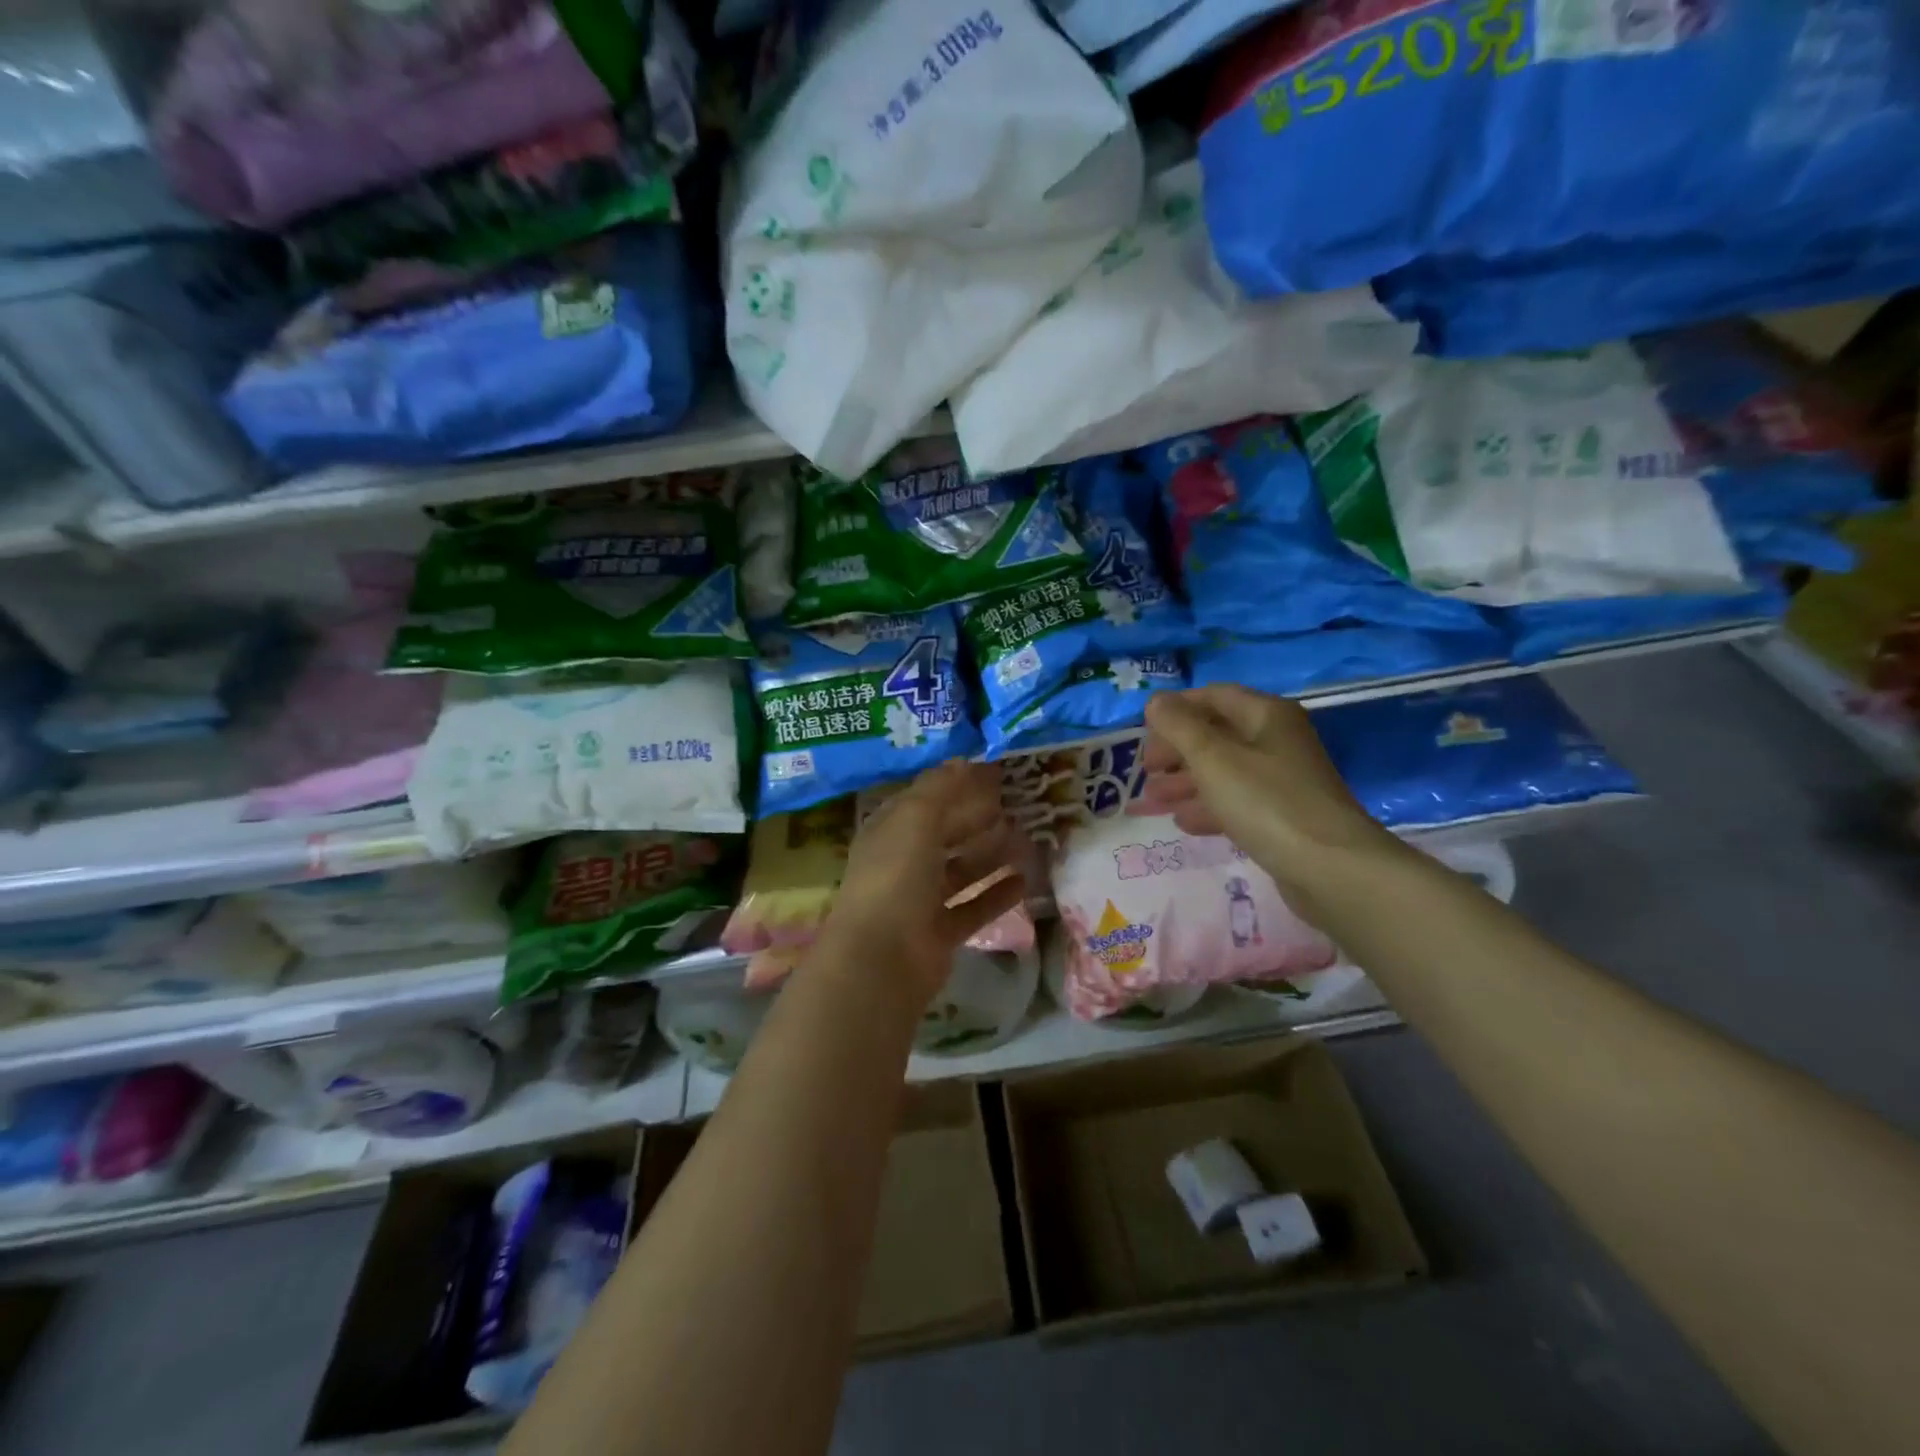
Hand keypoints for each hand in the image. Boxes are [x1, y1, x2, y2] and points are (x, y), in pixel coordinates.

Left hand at [817, 761, 1028, 1006]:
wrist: (882, 958)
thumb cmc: (896, 876)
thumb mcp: (916, 819)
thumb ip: (941, 789)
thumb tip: (963, 760)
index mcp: (889, 831)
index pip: (924, 800)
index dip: (955, 785)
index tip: (993, 773)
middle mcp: (902, 862)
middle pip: (945, 834)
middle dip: (977, 820)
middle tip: (1018, 805)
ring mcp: (921, 901)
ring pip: (962, 871)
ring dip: (991, 855)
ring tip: (1028, 839)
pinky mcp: (940, 933)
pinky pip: (974, 907)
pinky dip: (997, 894)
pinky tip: (1025, 880)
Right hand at [1130, 685, 1391, 900]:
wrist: (1330, 869)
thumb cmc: (1266, 802)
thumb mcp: (1213, 758)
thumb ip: (1179, 727)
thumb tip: (1156, 701)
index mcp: (1265, 715)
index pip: (1213, 696)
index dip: (1176, 709)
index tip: (1143, 732)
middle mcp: (1276, 740)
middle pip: (1216, 734)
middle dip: (1176, 751)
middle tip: (1146, 772)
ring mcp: (1282, 780)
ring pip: (1223, 771)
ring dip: (1185, 782)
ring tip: (1152, 801)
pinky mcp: (1282, 816)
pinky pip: (1236, 802)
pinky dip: (1207, 807)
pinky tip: (1183, 823)